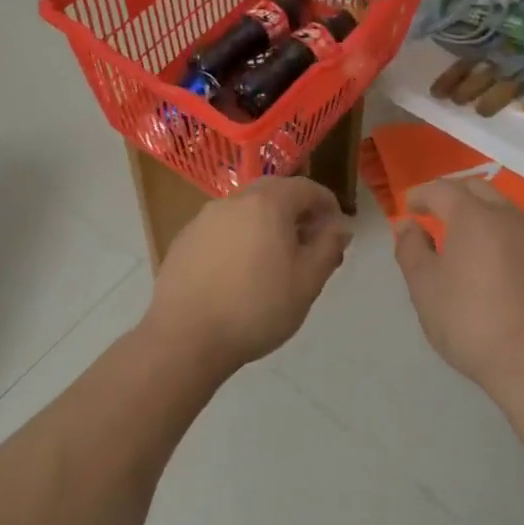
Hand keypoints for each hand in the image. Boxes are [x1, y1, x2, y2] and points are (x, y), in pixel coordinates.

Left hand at [145, 177, 352, 374]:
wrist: (185, 336)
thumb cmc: (256, 308)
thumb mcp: (307, 283)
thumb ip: (327, 248)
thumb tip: (339, 227)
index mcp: (268, 204)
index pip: (305, 188)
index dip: (326, 203)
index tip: (336, 227)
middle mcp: (234, 200)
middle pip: (273, 192)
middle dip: (296, 210)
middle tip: (309, 240)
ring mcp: (204, 218)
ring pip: (245, 209)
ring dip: (265, 223)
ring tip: (275, 258)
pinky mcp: (184, 239)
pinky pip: (221, 228)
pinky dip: (238, 237)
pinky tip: (239, 271)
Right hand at [391, 178, 523, 400]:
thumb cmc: (472, 323)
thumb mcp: (425, 288)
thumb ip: (411, 249)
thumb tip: (409, 226)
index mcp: (473, 216)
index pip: (441, 189)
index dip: (421, 194)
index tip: (409, 208)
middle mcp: (509, 217)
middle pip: (477, 189)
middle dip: (453, 196)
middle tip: (436, 216)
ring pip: (505, 210)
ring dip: (481, 214)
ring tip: (466, 242)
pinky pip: (523, 235)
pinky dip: (504, 237)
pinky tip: (497, 266)